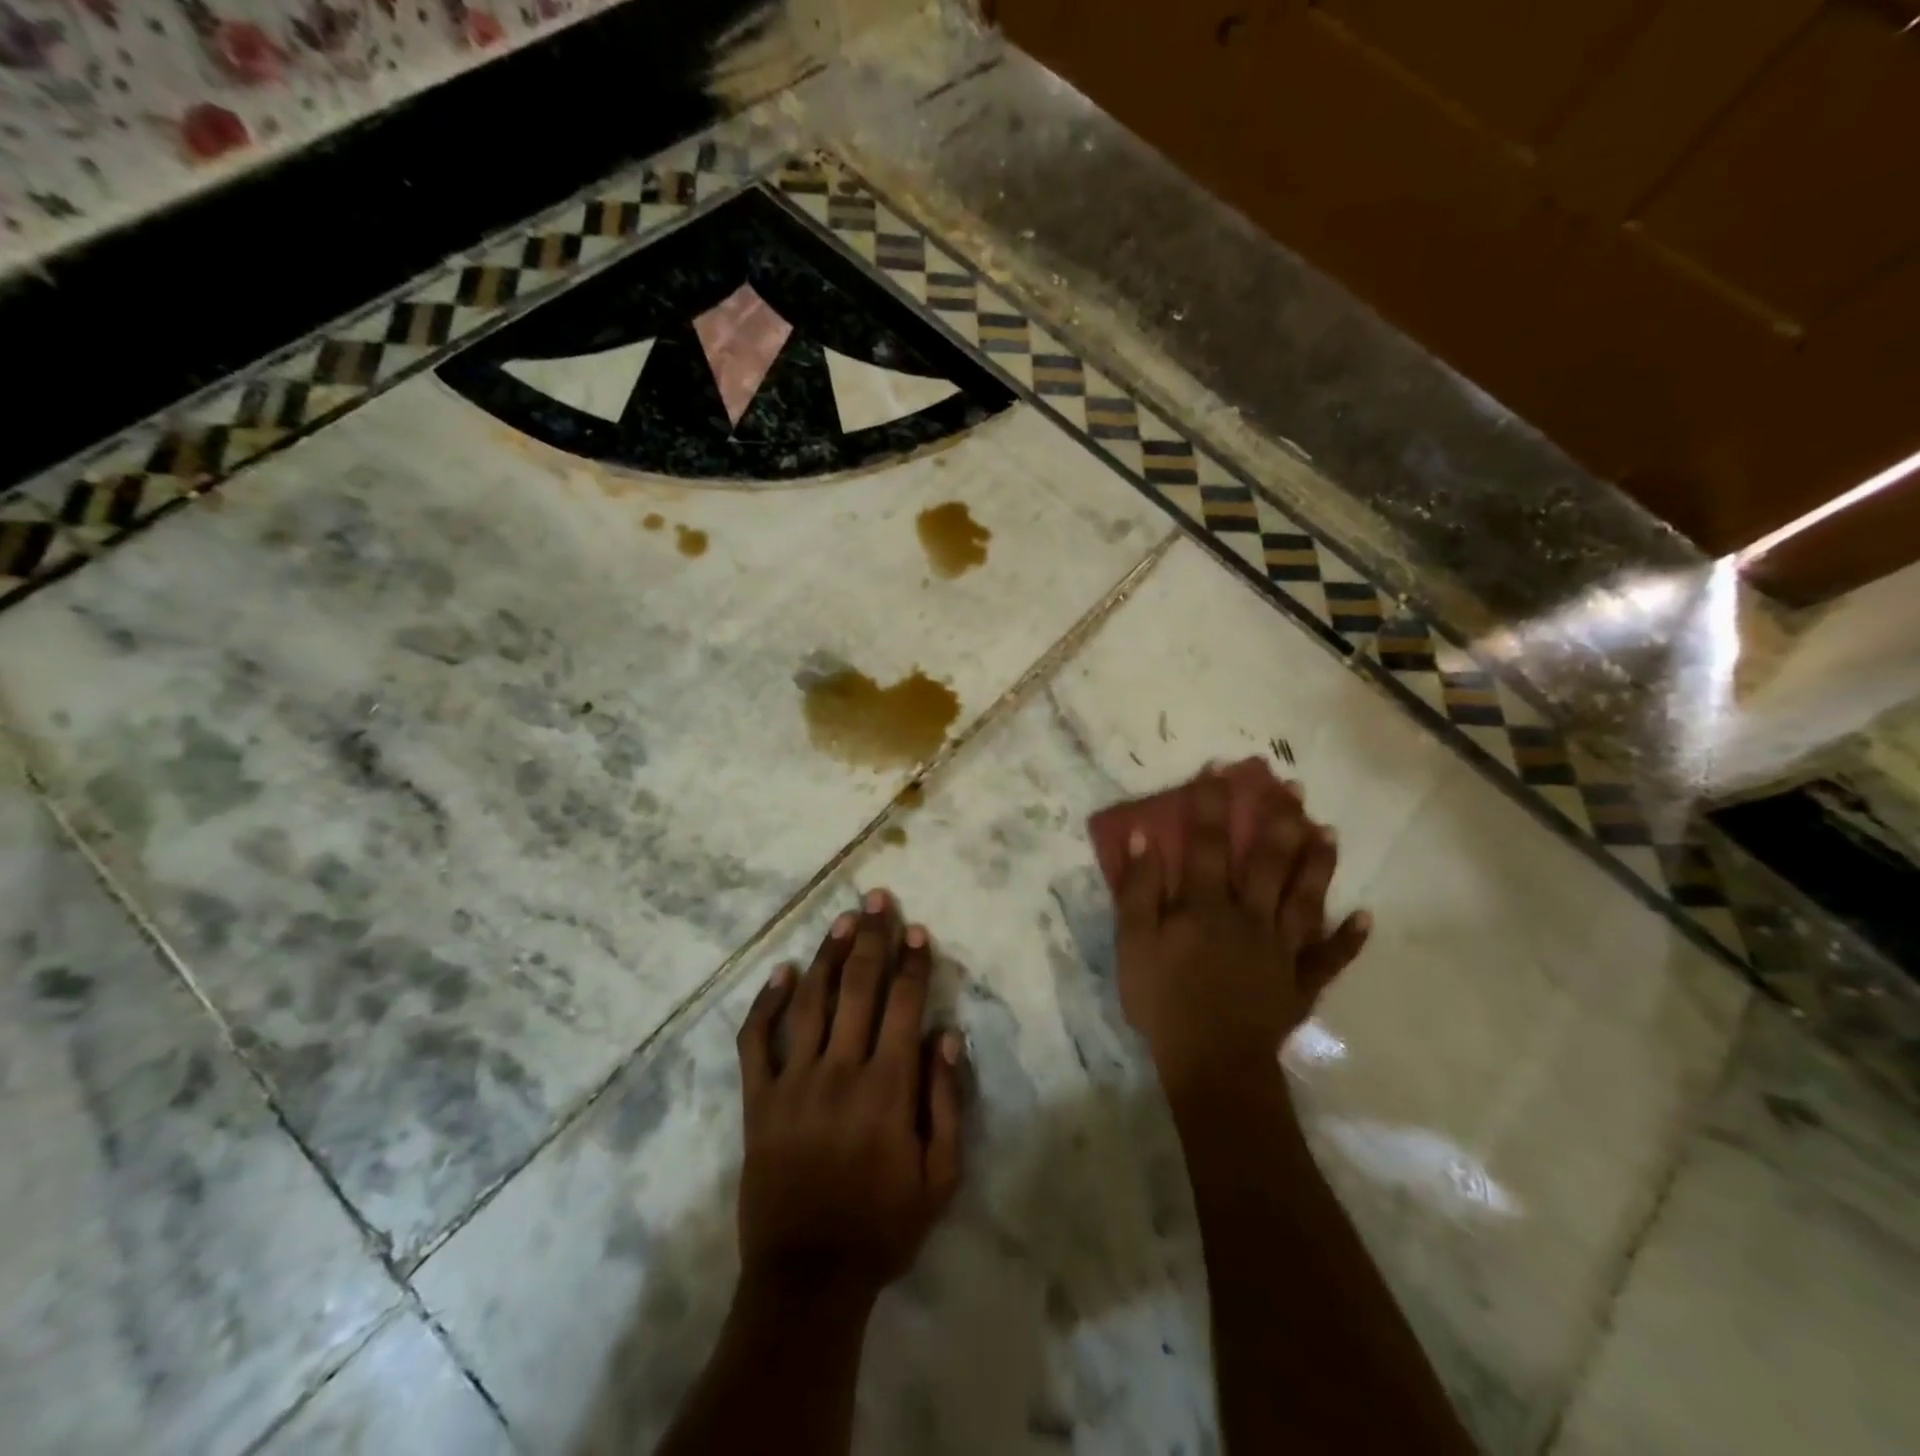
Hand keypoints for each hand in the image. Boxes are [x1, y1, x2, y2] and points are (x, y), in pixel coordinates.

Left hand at [733, 889, 965, 1301]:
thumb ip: (947, 1102)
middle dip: (873, 938)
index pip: (904, 1005)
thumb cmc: (884, 1226)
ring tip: (843, 920)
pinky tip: (780, 972)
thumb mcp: (940, 1178)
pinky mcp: (757, 1101)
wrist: (807, 1277)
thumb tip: (946, 1034)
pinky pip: (756, 1041)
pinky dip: (765, 1003)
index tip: (918, 930)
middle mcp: (840, 1070)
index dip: (913, 963)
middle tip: (878, 899)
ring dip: (828, 955)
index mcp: (888, 1087)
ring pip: (811, 1001)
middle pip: (859, 988)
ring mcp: (793, 1082)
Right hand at [1114, 769, 1369, 1095]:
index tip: (1221, 768)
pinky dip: (1348, 940)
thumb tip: (1144, 838)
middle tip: (1293, 788)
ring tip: (1329, 832)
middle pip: (1266, 862)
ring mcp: (1280, 951)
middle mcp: (1249, 917)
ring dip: (1317, 865)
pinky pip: (1328, 959)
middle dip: (1277, 821)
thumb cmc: (1164, 1002)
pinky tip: (1365, 917)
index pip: (1206, 844)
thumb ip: (1139, 890)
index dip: (1211, 804)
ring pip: (1303, 899)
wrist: (1211, 1064)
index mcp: (1205, 906)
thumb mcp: (1134, 944)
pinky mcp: (1299, 984)